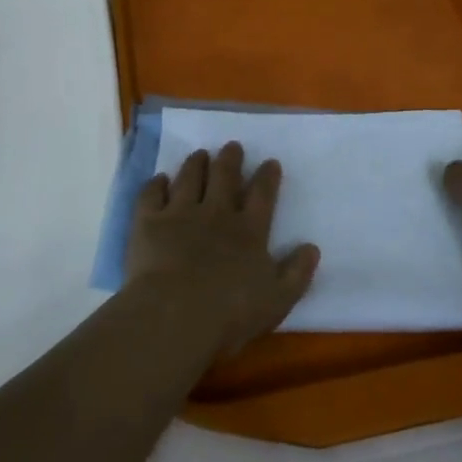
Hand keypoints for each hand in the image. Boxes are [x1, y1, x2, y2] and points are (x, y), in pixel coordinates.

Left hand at [123, 142, 320, 359]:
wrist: (173, 315)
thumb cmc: (229, 314)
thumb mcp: (277, 300)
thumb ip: (297, 273)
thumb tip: (312, 247)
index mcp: (249, 231)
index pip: (262, 195)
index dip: (267, 177)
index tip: (270, 161)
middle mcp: (216, 213)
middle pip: (225, 177)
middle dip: (230, 159)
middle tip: (232, 146)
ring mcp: (180, 213)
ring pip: (190, 178)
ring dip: (196, 163)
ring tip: (200, 154)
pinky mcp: (149, 221)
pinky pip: (152, 194)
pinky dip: (156, 184)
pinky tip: (159, 179)